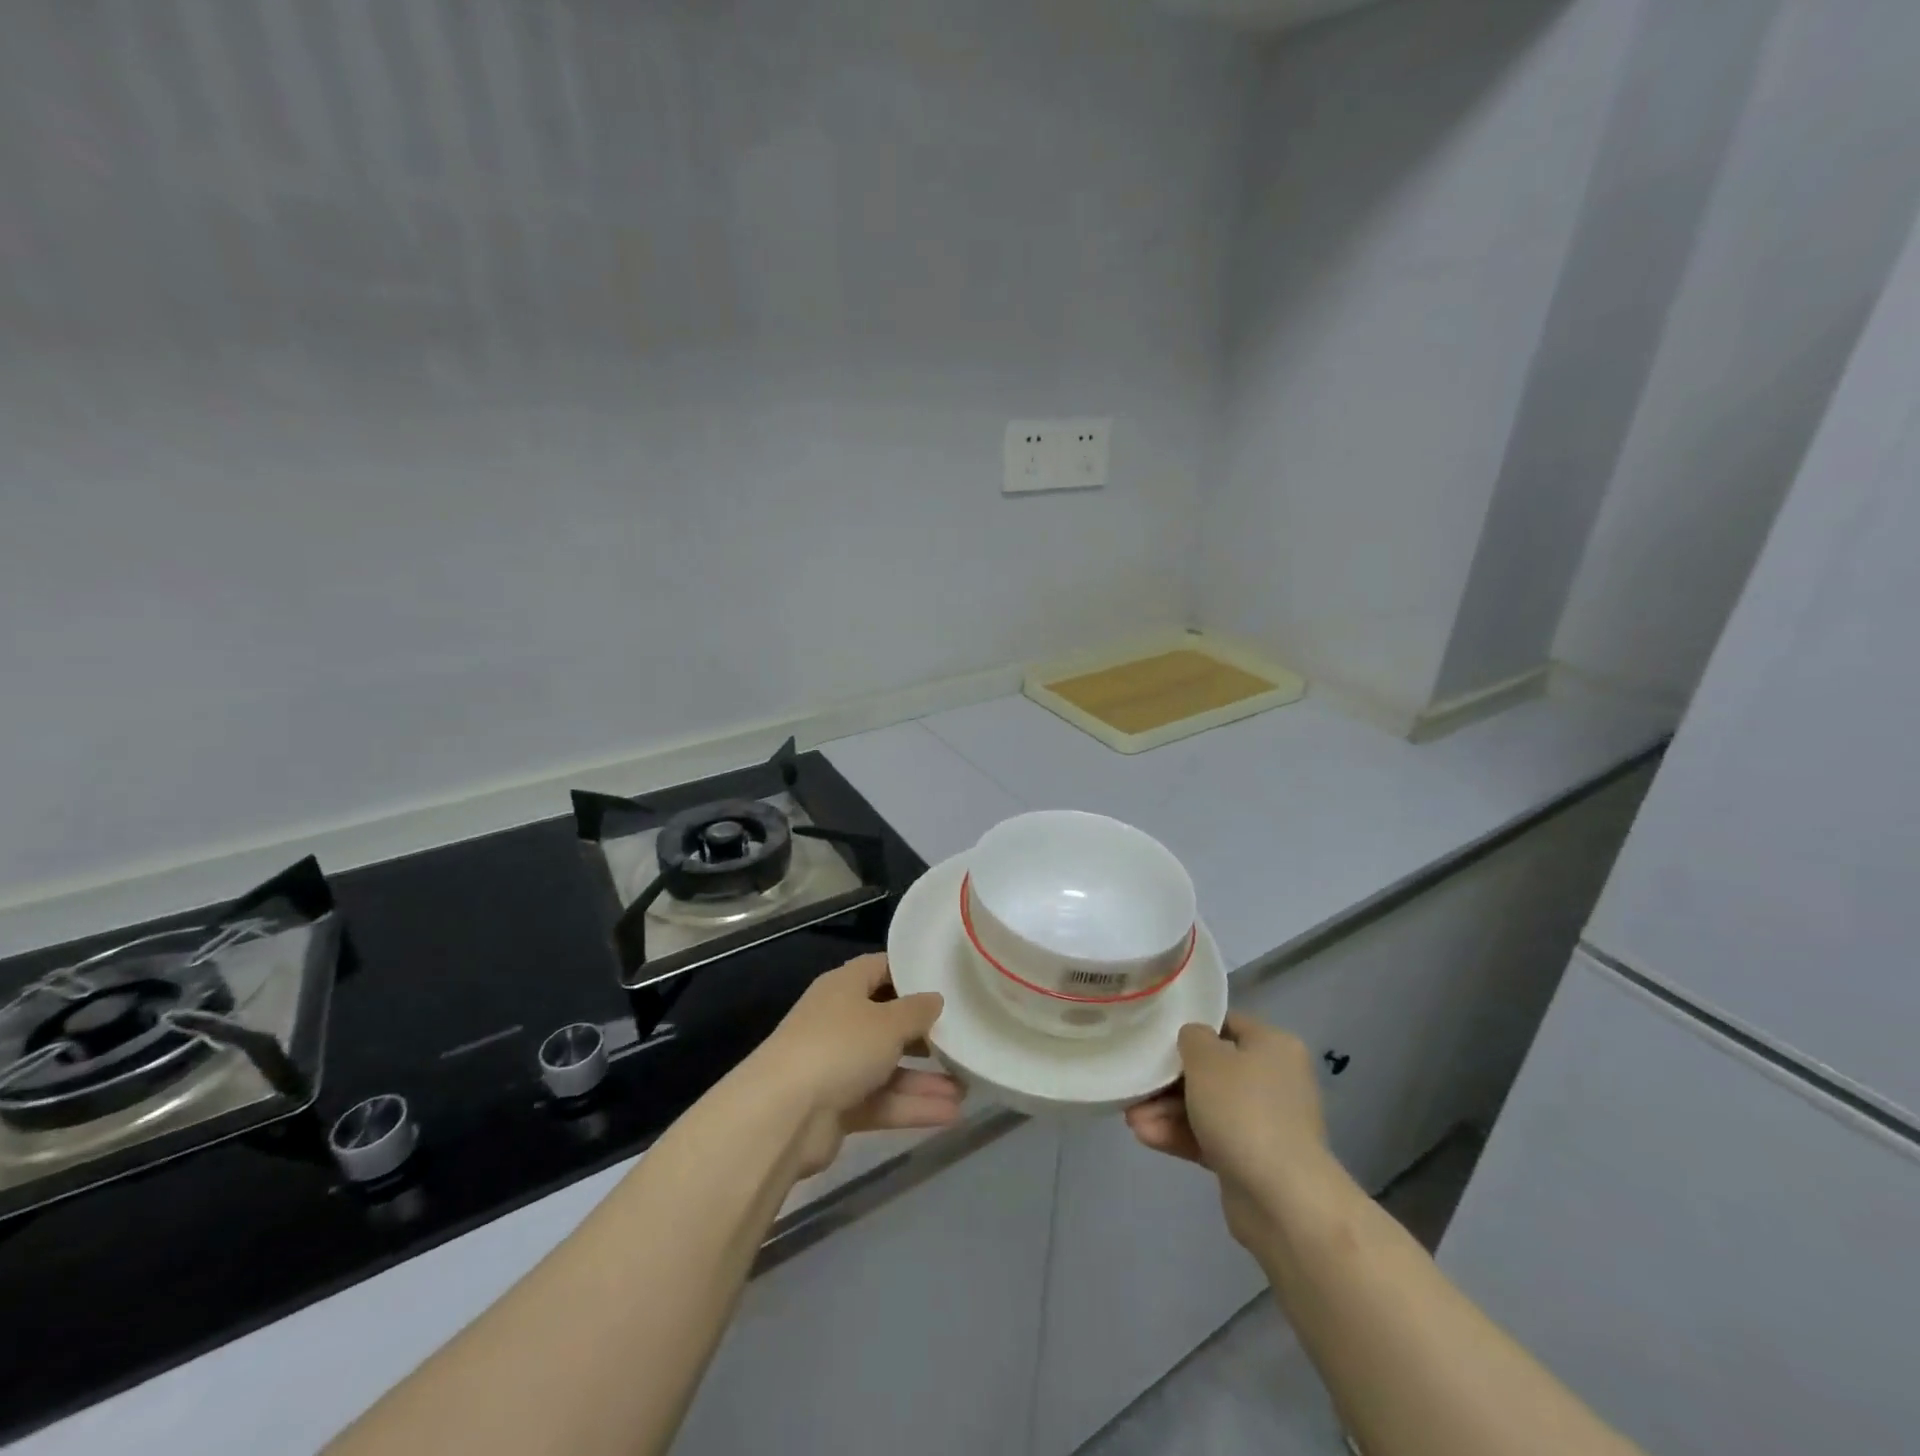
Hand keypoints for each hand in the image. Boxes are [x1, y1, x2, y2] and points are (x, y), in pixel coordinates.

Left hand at [747, 954, 962, 1177]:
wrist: (783, 1115)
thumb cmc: (839, 1047)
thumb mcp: (888, 1022)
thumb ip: (917, 1010)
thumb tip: (935, 999)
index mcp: (844, 987)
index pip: (880, 969)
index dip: (911, 973)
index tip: (946, 982)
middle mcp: (839, 1021)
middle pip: (887, 1021)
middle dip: (924, 1034)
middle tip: (962, 1038)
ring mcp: (837, 1065)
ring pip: (888, 1067)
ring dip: (925, 1078)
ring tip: (967, 1086)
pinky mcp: (838, 1107)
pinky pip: (882, 1101)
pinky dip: (912, 1106)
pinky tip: (951, 1113)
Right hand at [1125, 1011, 1339, 1247]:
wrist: (1281, 1199)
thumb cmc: (1243, 1110)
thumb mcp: (1206, 1058)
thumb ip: (1191, 1037)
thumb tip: (1192, 1041)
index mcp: (1273, 1046)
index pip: (1226, 1024)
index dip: (1190, 1027)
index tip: (1155, 1036)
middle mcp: (1274, 1080)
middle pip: (1212, 1069)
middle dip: (1169, 1079)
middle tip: (1136, 1083)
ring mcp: (1264, 1123)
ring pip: (1206, 1106)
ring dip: (1166, 1110)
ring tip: (1130, 1117)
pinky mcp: (1251, 1159)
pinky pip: (1210, 1137)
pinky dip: (1179, 1134)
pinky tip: (1145, 1135)